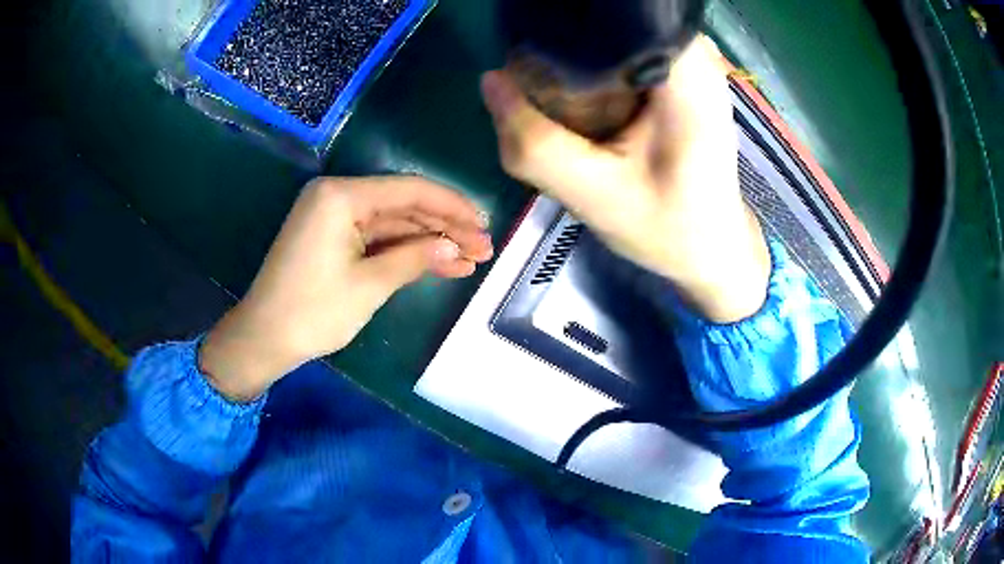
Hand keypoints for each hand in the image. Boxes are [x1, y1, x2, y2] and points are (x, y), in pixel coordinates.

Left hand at [200, 176, 493, 401]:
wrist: (264, 339)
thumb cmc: (313, 312)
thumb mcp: (369, 284)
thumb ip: (415, 258)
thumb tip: (456, 246)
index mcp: (341, 196)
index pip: (409, 190)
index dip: (451, 207)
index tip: (483, 224)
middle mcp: (337, 197)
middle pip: (403, 206)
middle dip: (444, 228)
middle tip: (484, 248)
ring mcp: (333, 218)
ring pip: (393, 225)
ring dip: (429, 242)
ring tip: (471, 261)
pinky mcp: (332, 238)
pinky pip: (376, 239)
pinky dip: (405, 252)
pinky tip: (440, 265)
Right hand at [480, 36, 769, 322]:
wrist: (712, 247)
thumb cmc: (668, 227)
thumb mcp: (595, 196)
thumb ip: (536, 145)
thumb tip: (491, 81)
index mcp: (686, 73)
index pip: (616, 12)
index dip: (565, 25)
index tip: (527, 43)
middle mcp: (693, 54)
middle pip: (611, 19)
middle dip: (564, 40)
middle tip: (532, 76)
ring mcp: (689, 61)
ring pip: (615, 33)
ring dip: (577, 53)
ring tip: (552, 86)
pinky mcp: (680, 75)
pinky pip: (625, 50)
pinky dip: (595, 65)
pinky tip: (579, 92)